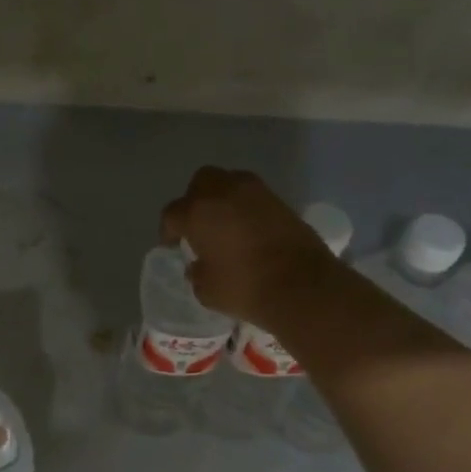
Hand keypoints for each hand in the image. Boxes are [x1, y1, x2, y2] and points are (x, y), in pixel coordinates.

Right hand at [161, 167, 342, 328]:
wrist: (302, 286)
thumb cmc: (245, 288)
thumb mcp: (206, 289)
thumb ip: (196, 271)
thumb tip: (199, 264)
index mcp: (197, 212)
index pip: (172, 214)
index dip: (168, 231)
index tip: (173, 246)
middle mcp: (223, 192)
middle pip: (200, 183)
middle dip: (195, 200)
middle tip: (198, 225)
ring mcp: (255, 192)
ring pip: (229, 182)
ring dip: (222, 199)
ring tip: (225, 224)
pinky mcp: (280, 200)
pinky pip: (253, 195)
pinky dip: (246, 206)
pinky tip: (248, 228)